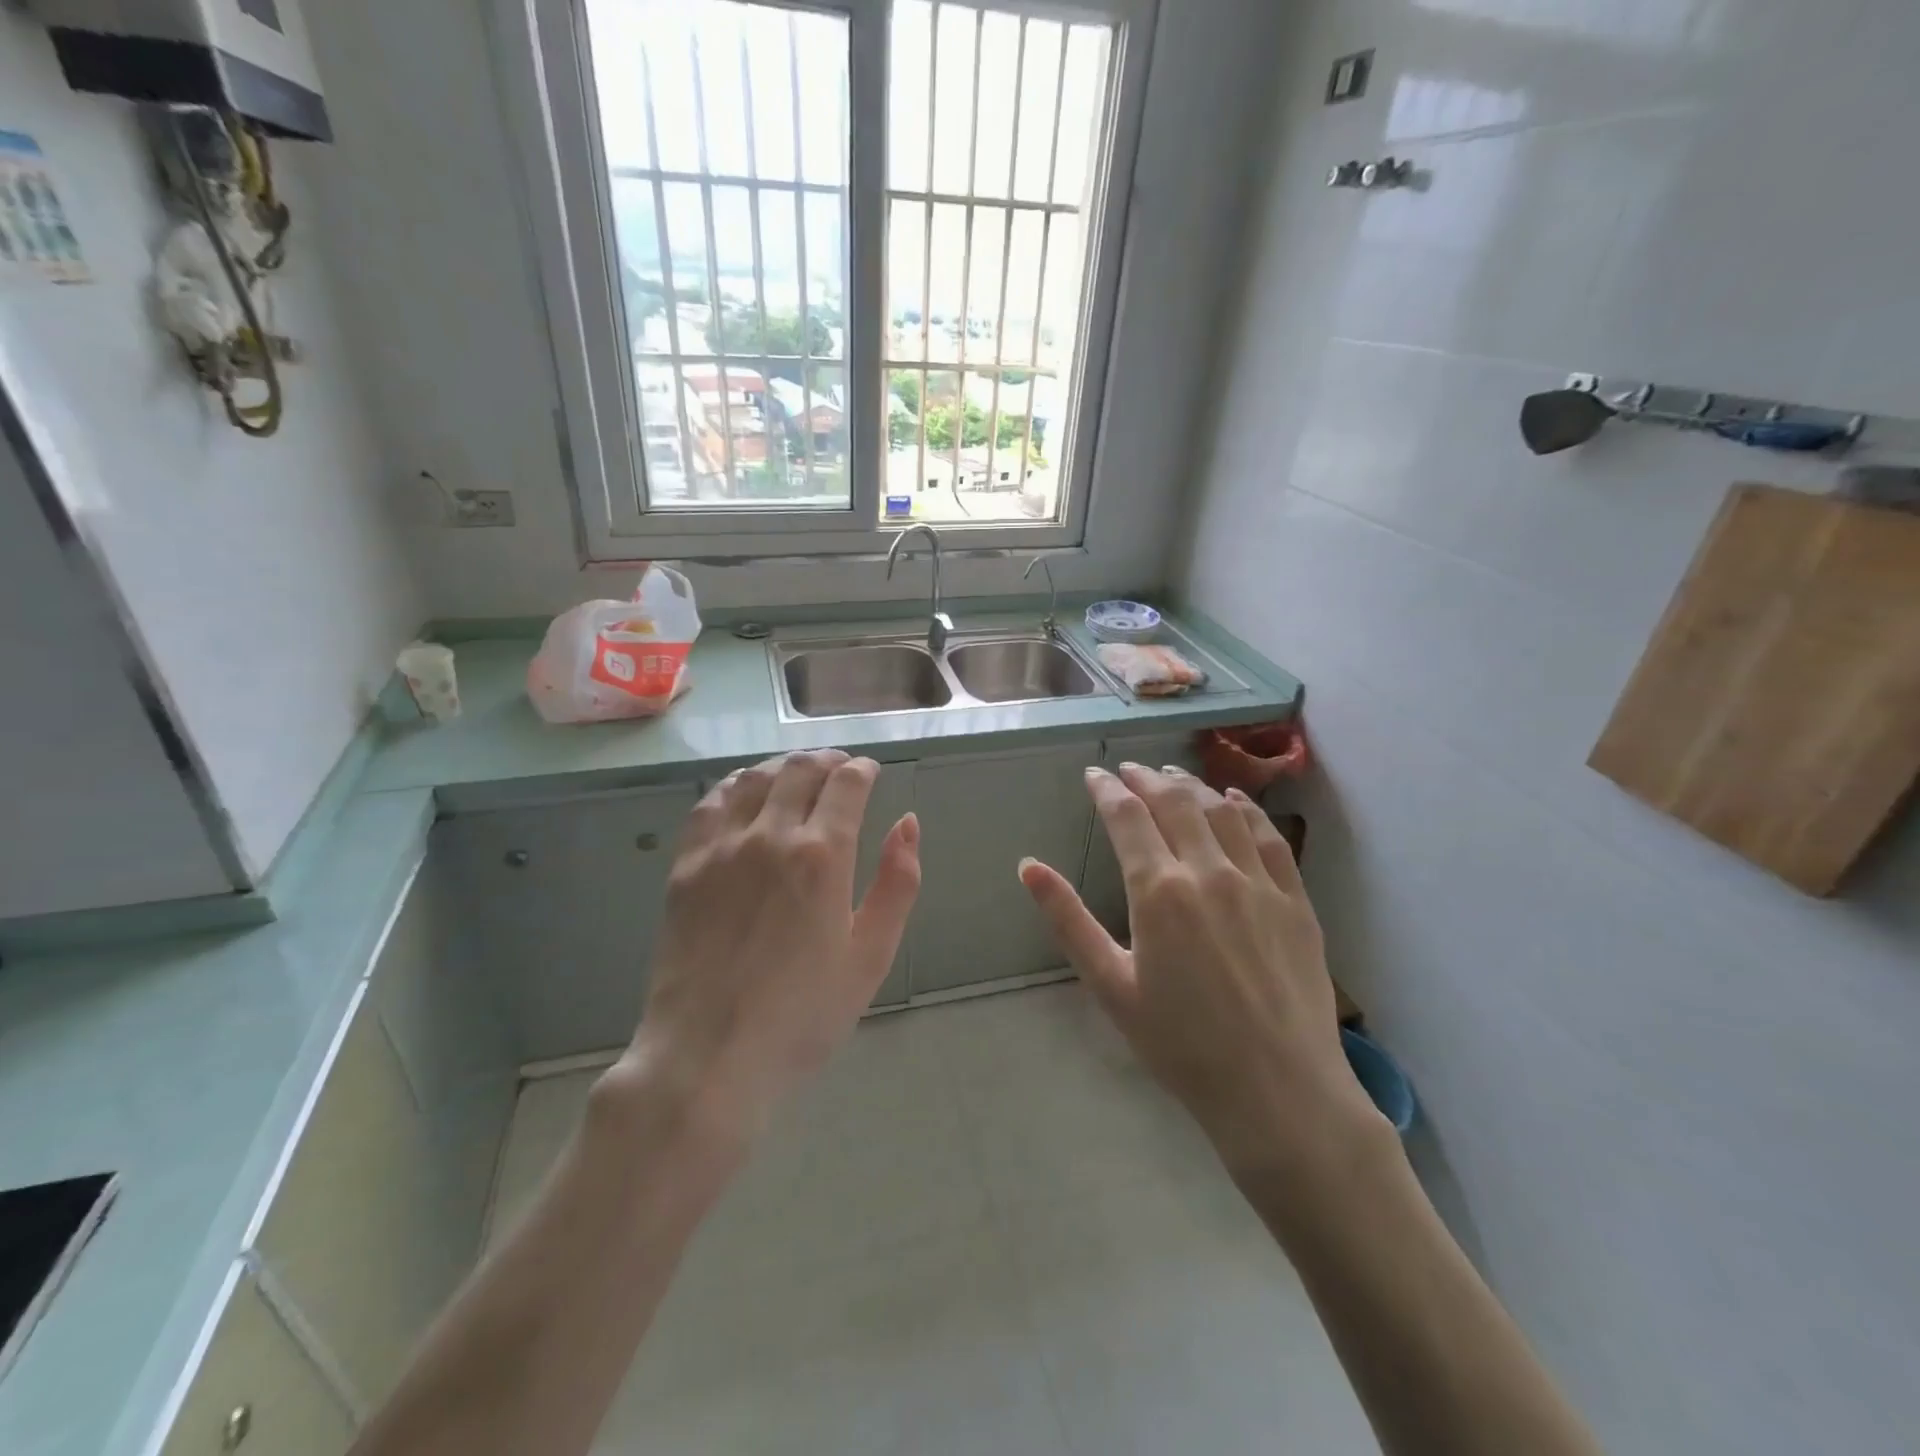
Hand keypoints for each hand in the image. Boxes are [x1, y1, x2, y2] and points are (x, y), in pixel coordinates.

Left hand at [614, 751, 920, 1142]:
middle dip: (828, 760)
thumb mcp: (872, 955)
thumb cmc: (803, 1014)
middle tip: (841, 768)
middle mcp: (771, 835)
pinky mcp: (686, 864)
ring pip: (756, 777)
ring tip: (799, 773)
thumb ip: (898, 883)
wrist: (708, 1056)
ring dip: (785, 765)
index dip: (864, 769)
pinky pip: (711, 802)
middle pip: (801, 770)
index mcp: (823, 855)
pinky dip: (736, 784)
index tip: (872, 772)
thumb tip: (908, 822)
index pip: (847, 784)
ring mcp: (721, 846)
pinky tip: (746, 791)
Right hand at [1019, 764, 1380, 1174]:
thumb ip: (1068, 920)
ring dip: (1191, 786)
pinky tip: (1233, 800)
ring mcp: (1258, 882)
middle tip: (1129, 770)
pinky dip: (1245, 810)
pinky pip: (1268, 837)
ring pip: (1220, 811)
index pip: (1127, 818)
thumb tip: (1028, 866)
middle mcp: (1209, 871)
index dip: (1107, 790)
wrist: (1278, 1090)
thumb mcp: (1110, 984)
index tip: (1094, 775)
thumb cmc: (1181, 1044)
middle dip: (1146, 778)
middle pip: (1174, 802)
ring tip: (1172, 775)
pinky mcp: (1295, 899)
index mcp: (1159, 891)